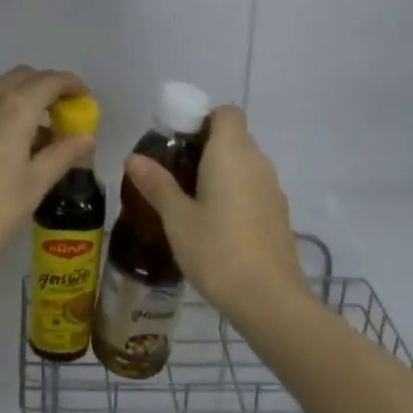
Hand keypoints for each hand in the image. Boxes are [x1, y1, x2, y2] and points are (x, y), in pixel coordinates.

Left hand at [0, 66, 95, 274]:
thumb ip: (63, 154)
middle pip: (24, 77)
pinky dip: (4, 113)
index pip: (50, 81)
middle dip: (48, 88)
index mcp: (13, 108)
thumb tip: (87, 137)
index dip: (72, 85)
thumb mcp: (35, 184)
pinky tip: (12, 148)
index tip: (86, 101)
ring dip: (25, 100)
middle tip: (66, 115)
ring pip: (1, 91)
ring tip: (43, 138)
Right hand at [124, 106, 310, 323]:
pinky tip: (215, 223)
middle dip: (205, 146)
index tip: (177, 141)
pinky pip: (253, 188)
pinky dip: (235, 193)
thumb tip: (133, 158)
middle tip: (173, 171)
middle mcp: (257, 162)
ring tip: (190, 199)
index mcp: (232, 152)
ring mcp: (272, 189)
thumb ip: (157, 184)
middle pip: (234, 137)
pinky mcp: (279, 215)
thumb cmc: (217, 250)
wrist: (270, 300)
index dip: (202, 119)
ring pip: (244, 164)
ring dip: (220, 171)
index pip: (226, 112)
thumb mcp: (177, 218)